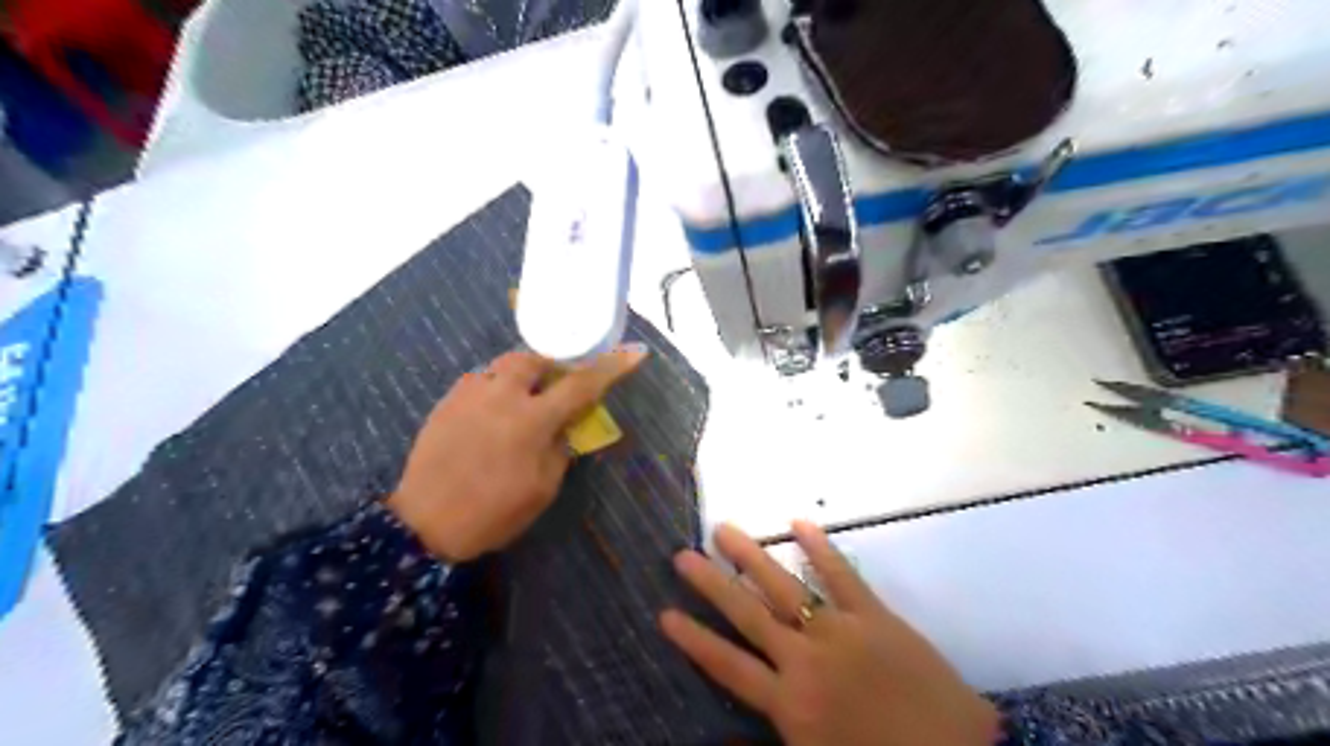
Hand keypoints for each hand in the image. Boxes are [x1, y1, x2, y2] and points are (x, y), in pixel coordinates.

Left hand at [387, 348, 648, 562]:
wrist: (425, 525)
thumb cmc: (493, 513)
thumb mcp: (543, 489)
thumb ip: (560, 448)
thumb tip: (566, 426)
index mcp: (532, 420)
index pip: (582, 384)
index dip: (612, 367)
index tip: (635, 352)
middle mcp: (501, 396)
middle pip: (533, 358)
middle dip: (550, 364)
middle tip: (556, 384)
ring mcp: (469, 395)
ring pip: (501, 366)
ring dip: (519, 376)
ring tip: (521, 400)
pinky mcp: (446, 402)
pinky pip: (477, 382)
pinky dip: (493, 390)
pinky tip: (491, 415)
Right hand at [660, 521, 991, 745]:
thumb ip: (766, 744)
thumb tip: (722, 734)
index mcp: (790, 704)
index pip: (728, 665)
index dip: (695, 640)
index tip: (665, 613)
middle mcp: (805, 659)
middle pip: (748, 615)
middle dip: (712, 585)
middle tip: (683, 555)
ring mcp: (840, 631)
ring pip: (785, 587)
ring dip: (752, 557)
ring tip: (724, 530)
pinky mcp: (874, 616)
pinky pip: (843, 575)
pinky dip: (821, 548)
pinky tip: (799, 522)